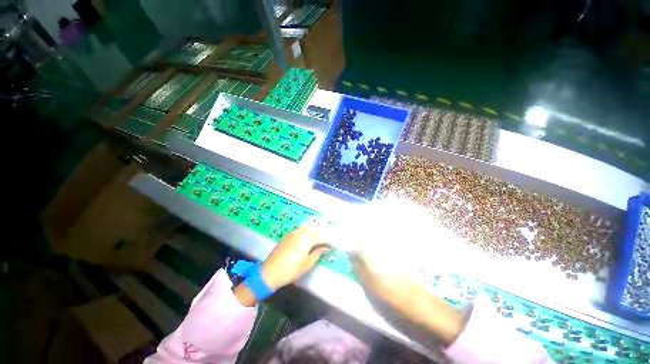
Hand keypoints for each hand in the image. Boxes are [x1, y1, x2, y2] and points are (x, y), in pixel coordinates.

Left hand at [261, 227, 330, 289]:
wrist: (270, 271)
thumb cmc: (292, 269)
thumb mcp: (308, 263)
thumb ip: (318, 253)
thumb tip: (326, 248)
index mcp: (307, 238)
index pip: (322, 236)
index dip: (329, 241)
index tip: (333, 246)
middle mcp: (301, 232)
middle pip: (315, 230)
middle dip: (322, 235)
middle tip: (327, 243)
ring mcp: (293, 233)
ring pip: (308, 229)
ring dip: (314, 233)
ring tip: (319, 241)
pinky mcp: (288, 236)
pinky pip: (301, 231)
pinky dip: (307, 234)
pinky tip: (307, 240)